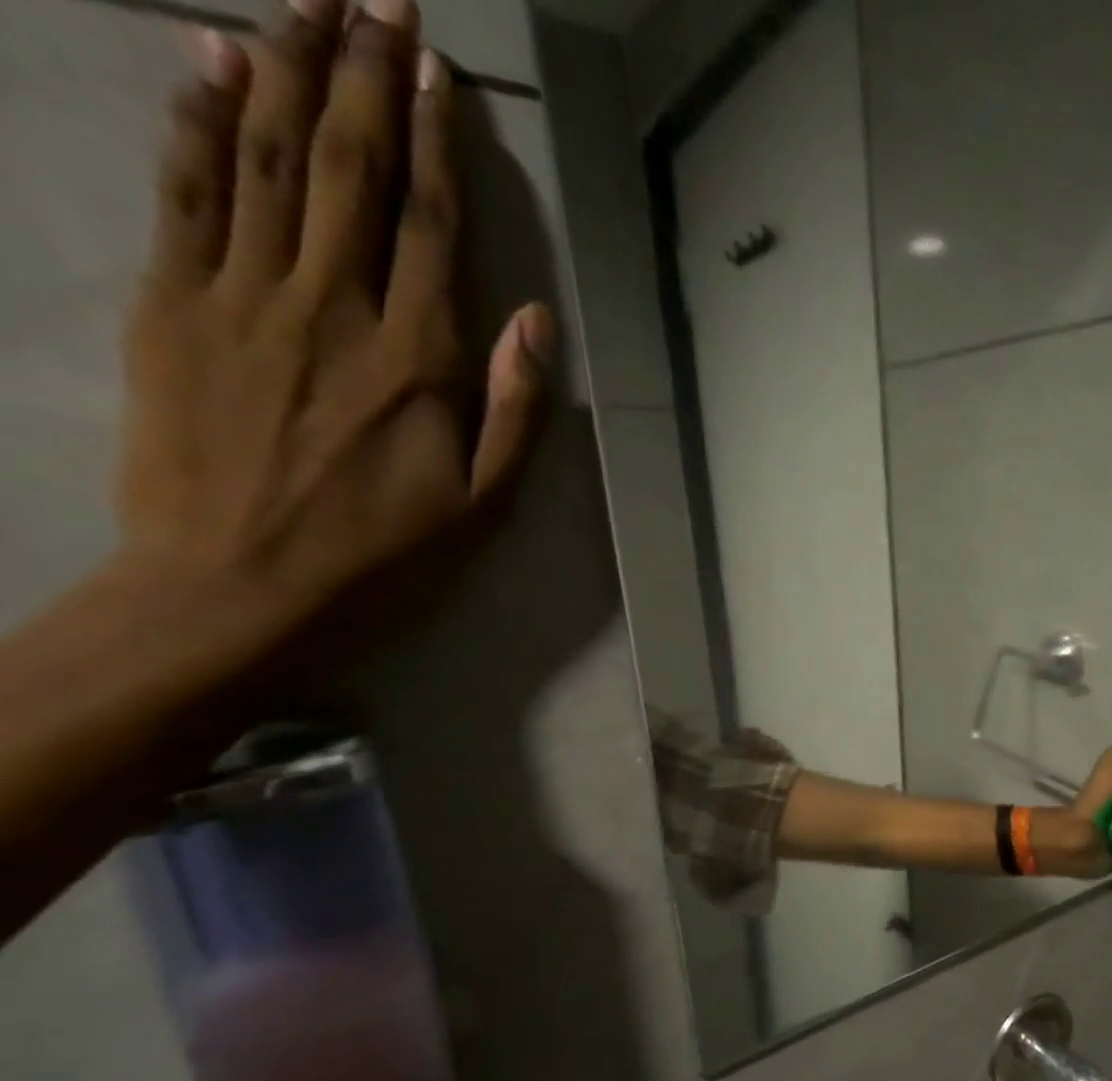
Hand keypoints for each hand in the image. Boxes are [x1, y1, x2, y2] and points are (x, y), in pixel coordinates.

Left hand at [114, 3, 551, 638]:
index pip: (429, 225)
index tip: (437, 66)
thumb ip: (515, 413)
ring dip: (283, 64)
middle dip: (362, 71)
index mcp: (415, 361)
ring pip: (264, 156)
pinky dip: (195, 115)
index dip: (433, 139)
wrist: (235, 589)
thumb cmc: (380, 555)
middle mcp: (331, 308)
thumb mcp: (482, 505)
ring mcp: (240, 296)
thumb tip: (537, 323)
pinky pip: (185, 190)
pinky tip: (207, 56)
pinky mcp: (171, 304)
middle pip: (346, 166)